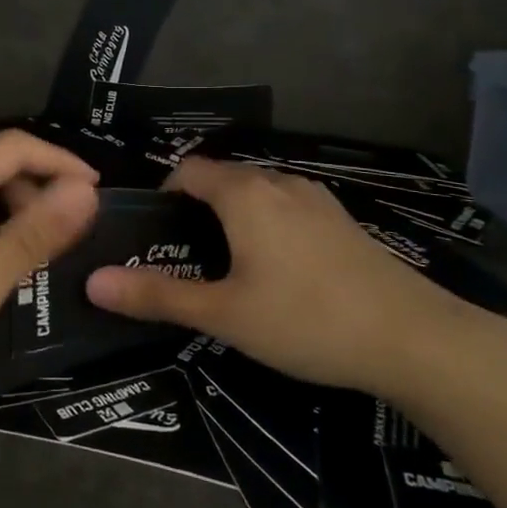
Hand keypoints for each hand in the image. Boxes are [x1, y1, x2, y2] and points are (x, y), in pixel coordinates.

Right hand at [85, 158, 478, 393]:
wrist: (413, 337)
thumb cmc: (306, 319)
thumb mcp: (224, 314)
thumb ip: (157, 295)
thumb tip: (93, 282)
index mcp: (244, 193)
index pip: (189, 170)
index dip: (164, 194)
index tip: (155, 234)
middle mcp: (279, 182)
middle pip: (224, 179)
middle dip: (197, 208)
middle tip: (184, 258)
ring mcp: (317, 199)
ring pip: (259, 193)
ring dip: (235, 217)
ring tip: (227, 266)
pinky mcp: (343, 221)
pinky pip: (288, 208)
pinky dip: (268, 225)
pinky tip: (279, 272)